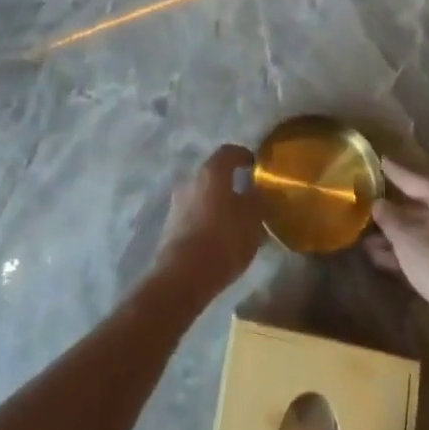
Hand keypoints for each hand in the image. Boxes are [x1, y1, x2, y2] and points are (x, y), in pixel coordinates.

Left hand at [152, 144, 263, 304]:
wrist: (183, 277)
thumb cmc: (223, 240)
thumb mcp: (253, 219)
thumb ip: (257, 200)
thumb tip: (257, 191)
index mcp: (211, 172)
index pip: (229, 152)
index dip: (244, 155)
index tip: (256, 165)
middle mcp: (190, 181)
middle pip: (214, 175)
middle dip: (232, 184)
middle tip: (250, 198)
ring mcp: (177, 203)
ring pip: (204, 196)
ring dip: (220, 204)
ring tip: (238, 223)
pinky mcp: (171, 226)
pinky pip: (195, 215)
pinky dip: (209, 220)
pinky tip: (221, 238)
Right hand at [365, 158, 428, 330]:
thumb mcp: (405, 235)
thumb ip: (387, 215)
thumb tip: (378, 203)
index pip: (415, 179)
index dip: (394, 171)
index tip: (380, 160)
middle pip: (419, 206)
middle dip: (392, 212)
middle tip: (370, 204)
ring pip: (423, 231)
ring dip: (396, 236)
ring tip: (367, 241)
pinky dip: (409, 251)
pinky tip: (383, 259)